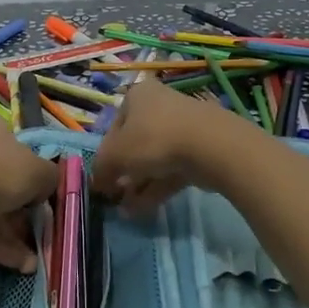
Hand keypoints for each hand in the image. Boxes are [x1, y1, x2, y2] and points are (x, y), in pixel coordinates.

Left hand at [0, 114, 56, 272]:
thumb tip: (44, 187)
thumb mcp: (40, 173)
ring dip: (10, 235)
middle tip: (35, 236)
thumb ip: (49, 178)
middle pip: (1, 181)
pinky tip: (13, 263)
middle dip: (20, 214)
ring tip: (28, 262)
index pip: (15, 149)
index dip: (31, 176)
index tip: (39, 200)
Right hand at [92, 77, 248, 216]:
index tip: (103, 178)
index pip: (114, 126)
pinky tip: (143, 210)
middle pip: (135, 143)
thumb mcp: (115, 155)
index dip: (105, 155)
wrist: (210, 146)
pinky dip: (157, 188)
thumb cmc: (153, 139)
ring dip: (138, 185)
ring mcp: (183, 128)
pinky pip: (172, 170)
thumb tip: (97, 183)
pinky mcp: (200, 150)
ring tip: (126, 211)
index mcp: (138, 95)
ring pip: (154, 159)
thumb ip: (101, 169)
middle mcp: (160, 105)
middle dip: (124, 173)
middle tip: (115, 196)